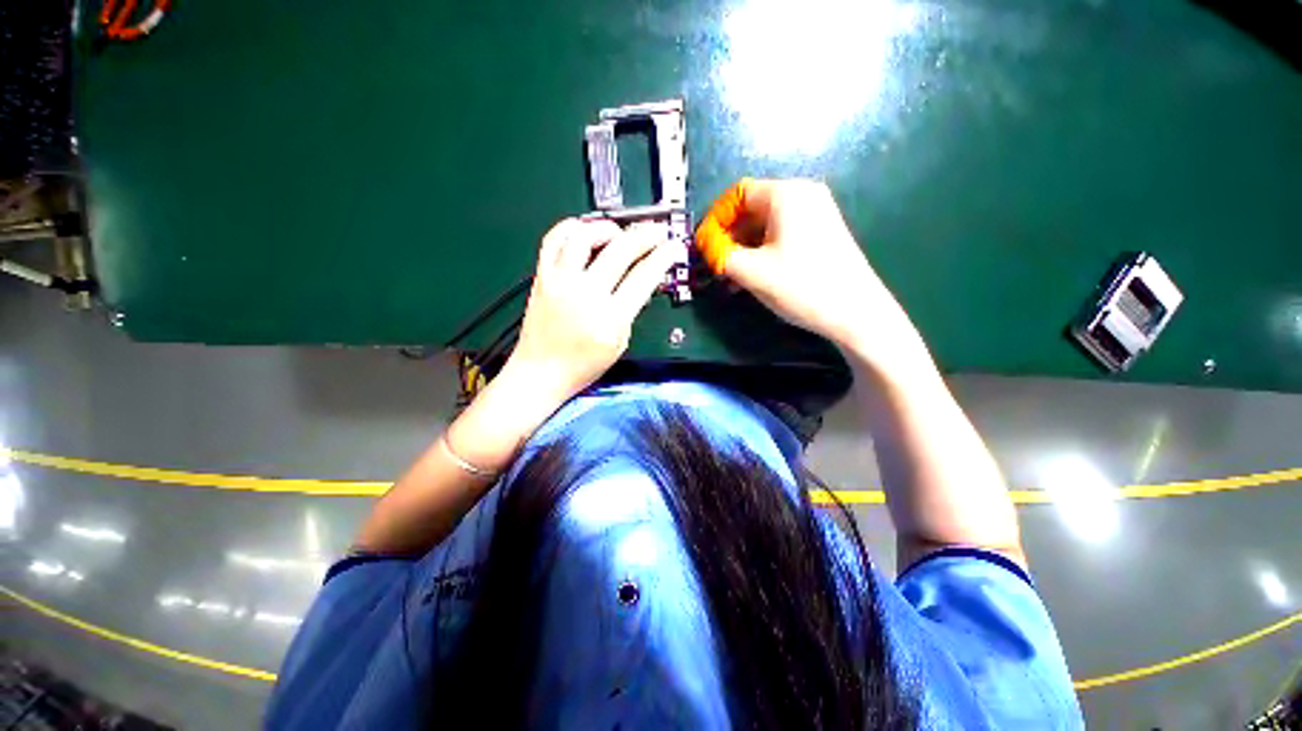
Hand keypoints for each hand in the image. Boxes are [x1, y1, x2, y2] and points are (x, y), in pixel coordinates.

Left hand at [503, 218, 678, 402]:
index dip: (662, 257)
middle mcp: (585, 294)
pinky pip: (553, 240)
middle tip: (656, 231)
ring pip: (585, 236)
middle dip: (646, 235)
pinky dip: (571, 228)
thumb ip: (630, 309)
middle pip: (620, 250)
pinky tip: (584, 230)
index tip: (672, 247)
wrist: (540, 372)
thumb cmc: (582, 366)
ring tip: (619, 232)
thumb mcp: (619, 342)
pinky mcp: (542, 277)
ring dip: (608, 227)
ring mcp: (560, 282)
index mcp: (610, 319)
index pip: (643, 277)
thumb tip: (641, 279)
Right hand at [696, 178, 926, 373]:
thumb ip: (720, 253)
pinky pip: (781, 236)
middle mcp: (803, 195)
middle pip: (752, 209)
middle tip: (715, 265)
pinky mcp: (821, 233)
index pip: (737, 194)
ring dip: (743, 249)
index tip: (704, 246)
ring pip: (765, 225)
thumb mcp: (752, 271)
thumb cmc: (802, 286)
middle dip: (729, 238)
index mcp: (786, 195)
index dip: (715, 219)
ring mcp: (816, 214)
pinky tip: (751, 277)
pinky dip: (762, 253)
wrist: (857, 313)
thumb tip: (702, 242)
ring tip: (729, 278)